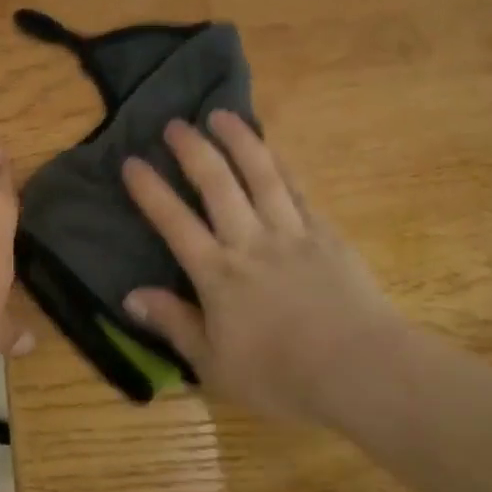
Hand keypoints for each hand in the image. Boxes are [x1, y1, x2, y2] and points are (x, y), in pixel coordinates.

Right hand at [120, 112, 407, 426]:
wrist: (361, 371)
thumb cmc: (282, 377)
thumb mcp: (215, 366)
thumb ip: (174, 325)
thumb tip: (130, 296)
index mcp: (218, 274)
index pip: (174, 222)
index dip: (150, 190)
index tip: (131, 161)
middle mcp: (249, 241)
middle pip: (216, 184)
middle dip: (192, 149)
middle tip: (175, 123)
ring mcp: (290, 232)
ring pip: (260, 174)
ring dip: (238, 141)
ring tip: (221, 115)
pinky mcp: (325, 234)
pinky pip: (299, 190)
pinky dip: (282, 165)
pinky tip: (272, 150)